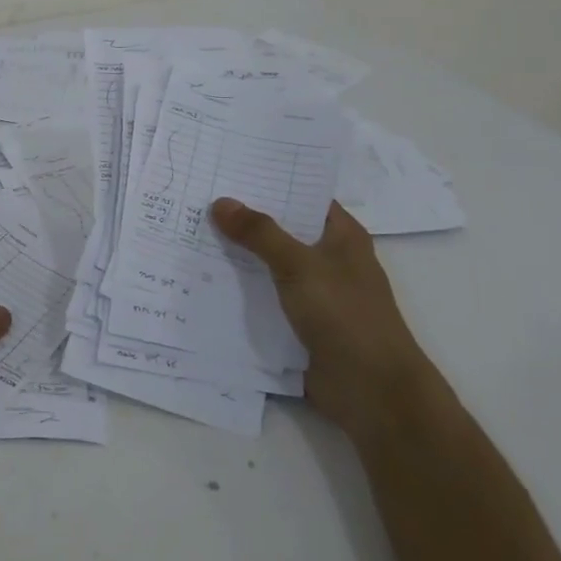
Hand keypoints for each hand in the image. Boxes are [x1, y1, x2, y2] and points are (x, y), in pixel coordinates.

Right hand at [210, 197, 436, 439]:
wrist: (372, 392)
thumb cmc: (346, 317)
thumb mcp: (300, 265)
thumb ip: (260, 233)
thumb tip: (221, 203)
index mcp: (341, 236)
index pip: (302, 195)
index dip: (269, 181)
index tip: (228, 167)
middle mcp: (328, 259)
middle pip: (280, 229)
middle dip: (243, 218)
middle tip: (196, 196)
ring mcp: (313, 293)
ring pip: (267, 264)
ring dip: (236, 255)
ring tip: (188, 231)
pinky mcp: (298, 323)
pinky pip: (262, 297)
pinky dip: (238, 289)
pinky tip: (201, 277)